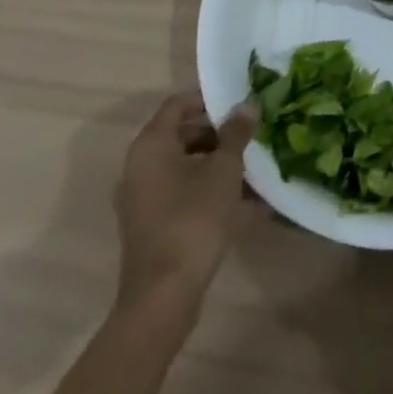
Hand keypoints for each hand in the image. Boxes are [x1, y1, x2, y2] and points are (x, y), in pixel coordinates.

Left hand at [113, 90, 255, 320]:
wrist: (164, 296)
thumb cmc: (193, 218)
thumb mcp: (224, 169)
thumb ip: (236, 133)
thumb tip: (246, 106)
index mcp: (151, 146)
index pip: (177, 104)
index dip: (207, 97)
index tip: (238, 99)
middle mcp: (139, 167)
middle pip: (181, 135)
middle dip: (218, 132)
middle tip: (250, 132)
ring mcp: (143, 199)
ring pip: (184, 166)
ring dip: (216, 162)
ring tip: (252, 165)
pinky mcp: (152, 225)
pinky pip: (182, 193)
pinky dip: (208, 189)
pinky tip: (244, 200)